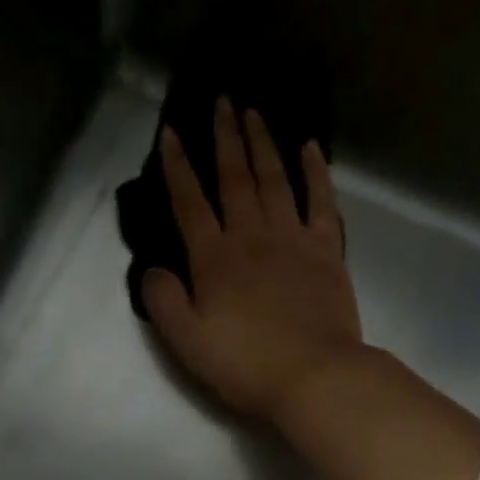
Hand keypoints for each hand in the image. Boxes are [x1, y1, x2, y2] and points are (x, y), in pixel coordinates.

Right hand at [142, 99, 364, 421]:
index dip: (177, 166)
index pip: (189, 202)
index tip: (170, 132)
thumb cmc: (246, 364)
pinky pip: (322, 202)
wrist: (315, 377)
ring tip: (254, 113)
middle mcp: (252, 237)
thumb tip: (152, 268)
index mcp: (214, 259)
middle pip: (235, 178)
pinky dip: (316, 173)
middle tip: (222, 101)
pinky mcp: (327, 251)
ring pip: (275, 180)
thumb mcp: (186, 342)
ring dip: (263, 144)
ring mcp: (293, 239)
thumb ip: (163, 301)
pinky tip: (310, 148)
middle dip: (225, 138)